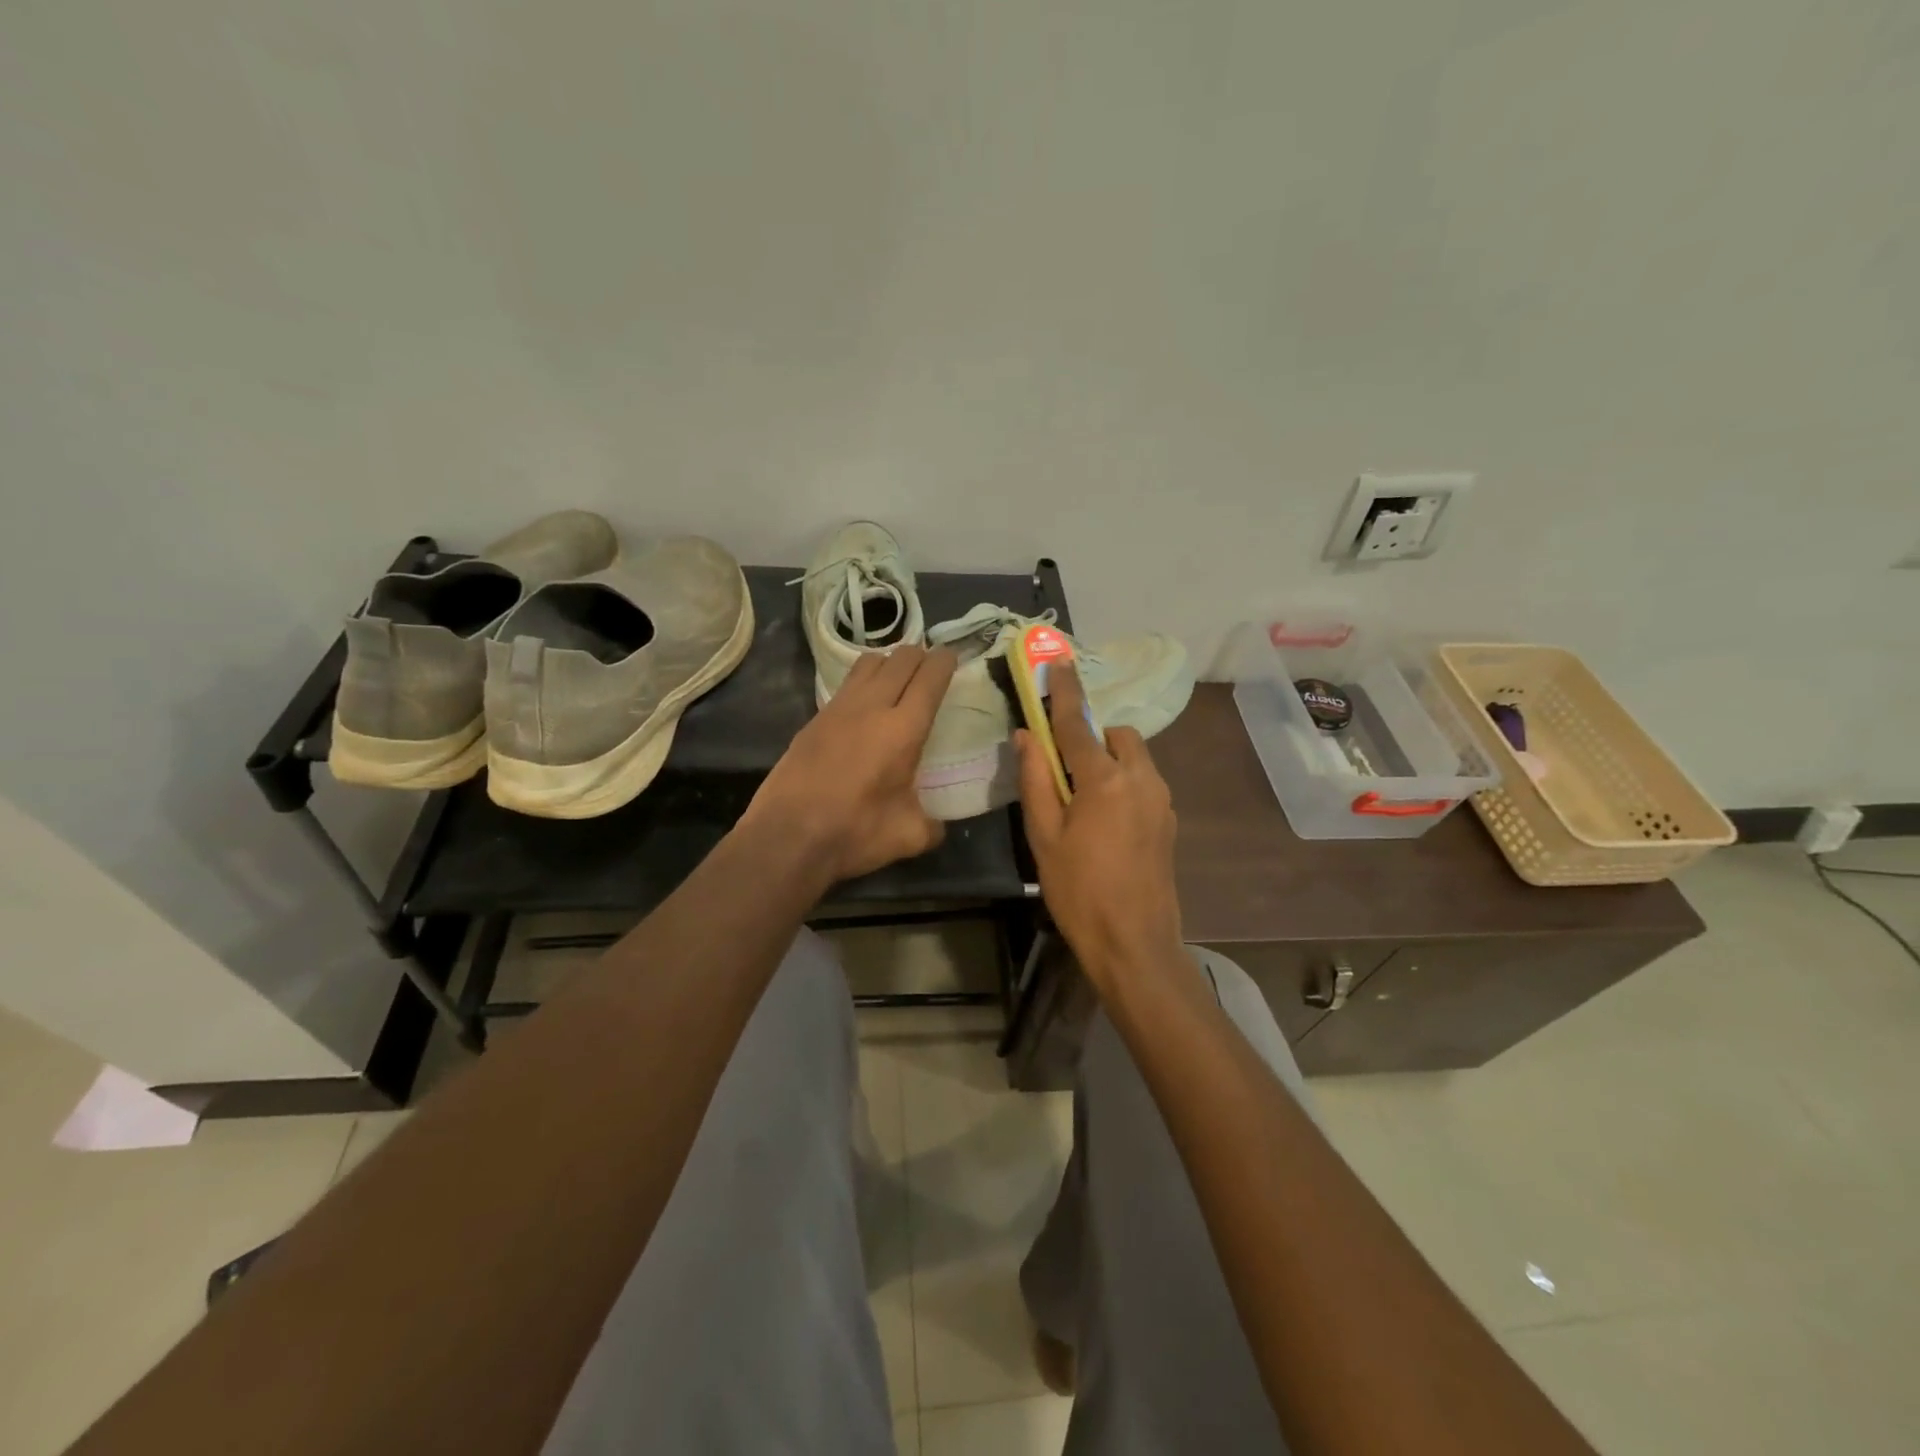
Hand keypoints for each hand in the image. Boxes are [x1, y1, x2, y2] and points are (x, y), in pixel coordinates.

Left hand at [744, 646, 956, 885]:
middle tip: (930, 671)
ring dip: (889, 663)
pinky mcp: (814, 718)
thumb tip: (937, 825)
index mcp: (904, 729)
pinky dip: (863, 683)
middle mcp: (872, 707)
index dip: (945, 662)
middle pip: (901, 658)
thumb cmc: (854, 833)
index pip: (930, 677)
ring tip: (898, 681)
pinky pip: (847, 684)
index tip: (952, 659)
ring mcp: (838, 708)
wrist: (787, 836)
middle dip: (920, 657)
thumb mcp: (908, 836)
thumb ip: (932, 825)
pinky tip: (865, 708)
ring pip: (870, 662)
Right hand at [1016, 661, 1183, 993]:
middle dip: (1091, 737)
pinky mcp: (1169, 819)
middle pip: (1116, 735)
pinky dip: (1123, 782)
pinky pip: (1144, 781)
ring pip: (1134, 757)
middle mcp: (1140, 778)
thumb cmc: (1079, 891)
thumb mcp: (1044, 836)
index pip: (1077, 723)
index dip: (1064, 691)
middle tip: (1063, 769)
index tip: (1057, 661)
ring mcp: (1161, 799)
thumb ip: (1035, 780)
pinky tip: (1105, 820)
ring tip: (1083, 799)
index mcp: (1104, 779)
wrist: (1135, 943)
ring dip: (1108, 760)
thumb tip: (1026, 736)